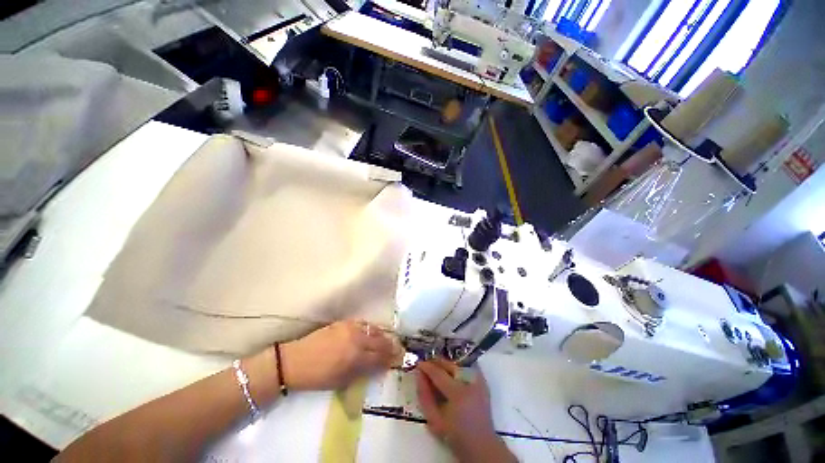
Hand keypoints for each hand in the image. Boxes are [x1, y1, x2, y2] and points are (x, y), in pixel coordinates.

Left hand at [281, 320, 397, 390]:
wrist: (296, 360)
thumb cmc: (318, 377)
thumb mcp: (341, 381)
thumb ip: (362, 372)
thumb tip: (379, 367)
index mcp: (355, 358)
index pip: (380, 357)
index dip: (391, 358)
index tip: (399, 358)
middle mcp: (356, 340)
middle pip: (380, 341)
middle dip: (391, 346)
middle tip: (398, 348)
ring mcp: (351, 328)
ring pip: (374, 330)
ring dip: (383, 335)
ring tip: (387, 340)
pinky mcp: (344, 322)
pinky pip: (364, 324)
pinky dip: (372, 328)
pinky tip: (373, 331)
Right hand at [416, 360, 515, 462]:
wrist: (481, 446)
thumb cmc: (456, 436)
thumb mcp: (434, 420)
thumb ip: (424, 396)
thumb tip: (419, 375)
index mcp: (458, 394)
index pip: (439, 373)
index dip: (427, 367)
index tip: (418, 364)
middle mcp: (470, 383)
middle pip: (450, 365)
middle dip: (436, 363)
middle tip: (426, 365)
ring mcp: (479, 381)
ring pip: (458, 364)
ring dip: (446, 365)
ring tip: (437, 369)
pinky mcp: (484, 382)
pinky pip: (467, 367)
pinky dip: (457, 367)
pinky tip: (451, 373)